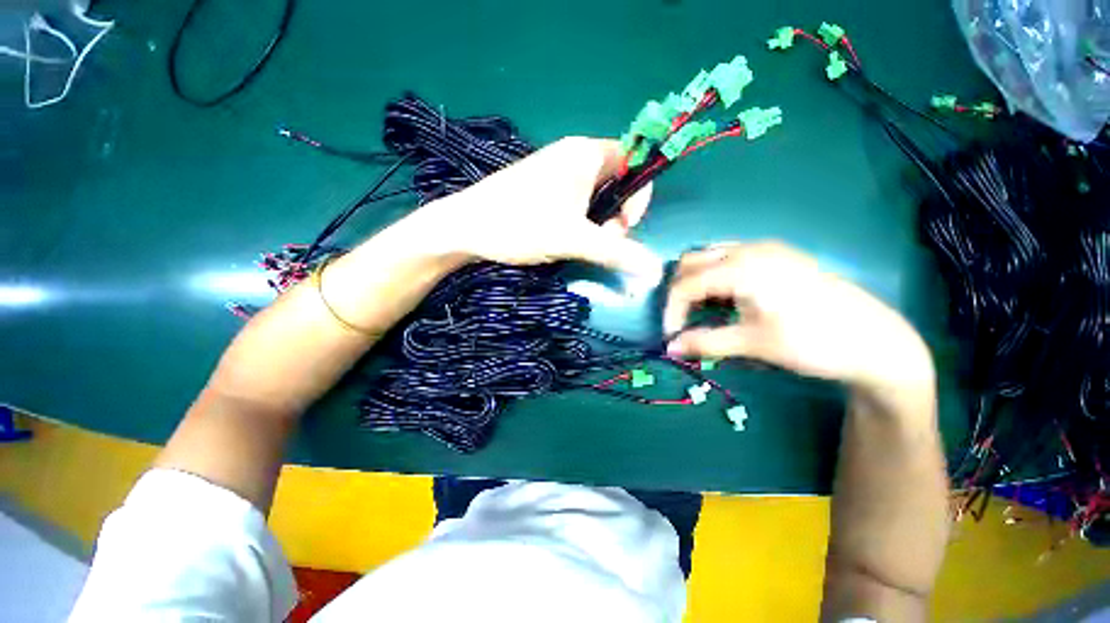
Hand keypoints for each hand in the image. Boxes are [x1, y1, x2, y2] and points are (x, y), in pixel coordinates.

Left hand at [416, 137, 661, 280]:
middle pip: (615, 183)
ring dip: (597, 225)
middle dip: (615, 216)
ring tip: (579, 245)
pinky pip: (575, 203)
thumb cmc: (521, 224)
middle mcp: (573, 156)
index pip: (633, 162)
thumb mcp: (575, 239)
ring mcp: (554, 173)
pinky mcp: (541, 190)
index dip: (638, 196)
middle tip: (599, 243)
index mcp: (586, 153)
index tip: (623, 227)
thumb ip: (618, 253)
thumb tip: (655, 272)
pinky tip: (565, 239)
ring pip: (594, 197)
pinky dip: (579, 223)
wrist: (465, 228)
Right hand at [664, 242, 933, 391]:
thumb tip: (669, 349)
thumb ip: (705, 343)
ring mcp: (766, 249)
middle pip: (691, 262)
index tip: (672, 336)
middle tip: (684, 321)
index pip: (685, 284)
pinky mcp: (777, 255)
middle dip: (680, 292)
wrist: (876, 341)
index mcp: (742, 267)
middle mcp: (749, 249)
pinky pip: (729, 258)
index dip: (671, 310)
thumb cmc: (813, 342)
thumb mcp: (753, 344)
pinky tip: (726, 298)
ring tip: (703, 311)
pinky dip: (715, 277)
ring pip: (709, 256)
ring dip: (696, 282)